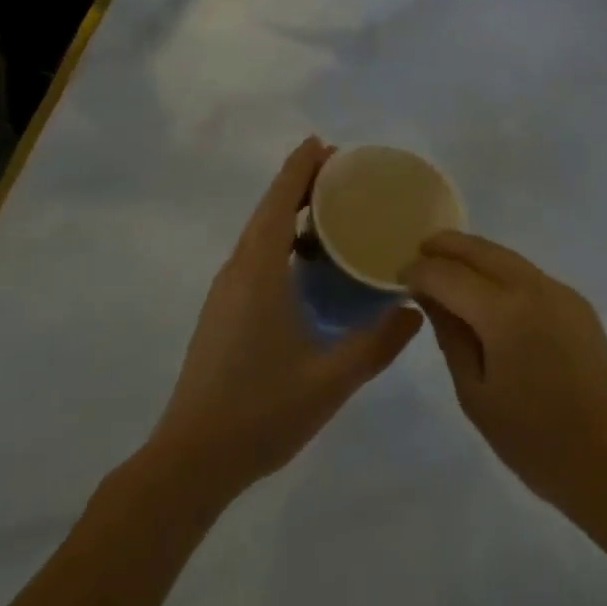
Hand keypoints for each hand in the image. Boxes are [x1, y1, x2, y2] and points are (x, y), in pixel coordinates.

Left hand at [148, 138, 420, 500]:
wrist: (190, 462)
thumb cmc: (260, 412)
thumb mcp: (331, 380)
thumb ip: (378, 343)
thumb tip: (415, 309)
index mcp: (259, 273)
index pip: (278, 202)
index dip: (300, 168)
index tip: (325, 143)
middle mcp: (238, 272)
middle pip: (268, 210)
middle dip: (300, 183)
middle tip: (342, 172)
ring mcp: (226, 293)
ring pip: (259, 233)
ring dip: (289, 211)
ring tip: (331, 209)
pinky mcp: (223, 312)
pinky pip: (255, 256)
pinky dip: (281, 239)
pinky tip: (308, 262)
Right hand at [407, 232, 606, 530]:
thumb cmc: (531, 439)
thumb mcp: (475, 392)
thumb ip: (450, 335)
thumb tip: (429, 297)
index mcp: (504, 314)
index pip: (450, 276)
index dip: (420, 272)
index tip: (399, 277)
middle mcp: (534, 288)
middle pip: (482, 251)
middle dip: (448, 246)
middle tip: (419, 251)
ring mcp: (560, 291)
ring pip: (508, 257)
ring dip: (475, 255)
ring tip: (447, 264)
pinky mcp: (576, 302)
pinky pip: (529, 275)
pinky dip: (501, 272)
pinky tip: (487, 289)